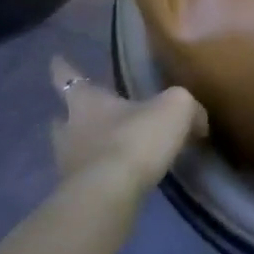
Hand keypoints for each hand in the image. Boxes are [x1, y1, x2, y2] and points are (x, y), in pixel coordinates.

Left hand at [50, 56, 207, 196]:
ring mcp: (68, 163)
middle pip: (62, 117)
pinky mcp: (76, 193)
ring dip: (84, 147)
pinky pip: (86, 177)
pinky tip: (118, 178)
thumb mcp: (176, 109)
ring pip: (71, 148)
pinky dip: (99, 174)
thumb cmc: (136, 139)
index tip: (56, 59)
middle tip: (82, 114)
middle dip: (70, 115)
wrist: (110, 194)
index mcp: (87, 101)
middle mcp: (70, 129)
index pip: (69, 77)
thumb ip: (188, 108)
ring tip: (105, 149)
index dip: (63, 68)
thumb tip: (198, 121)